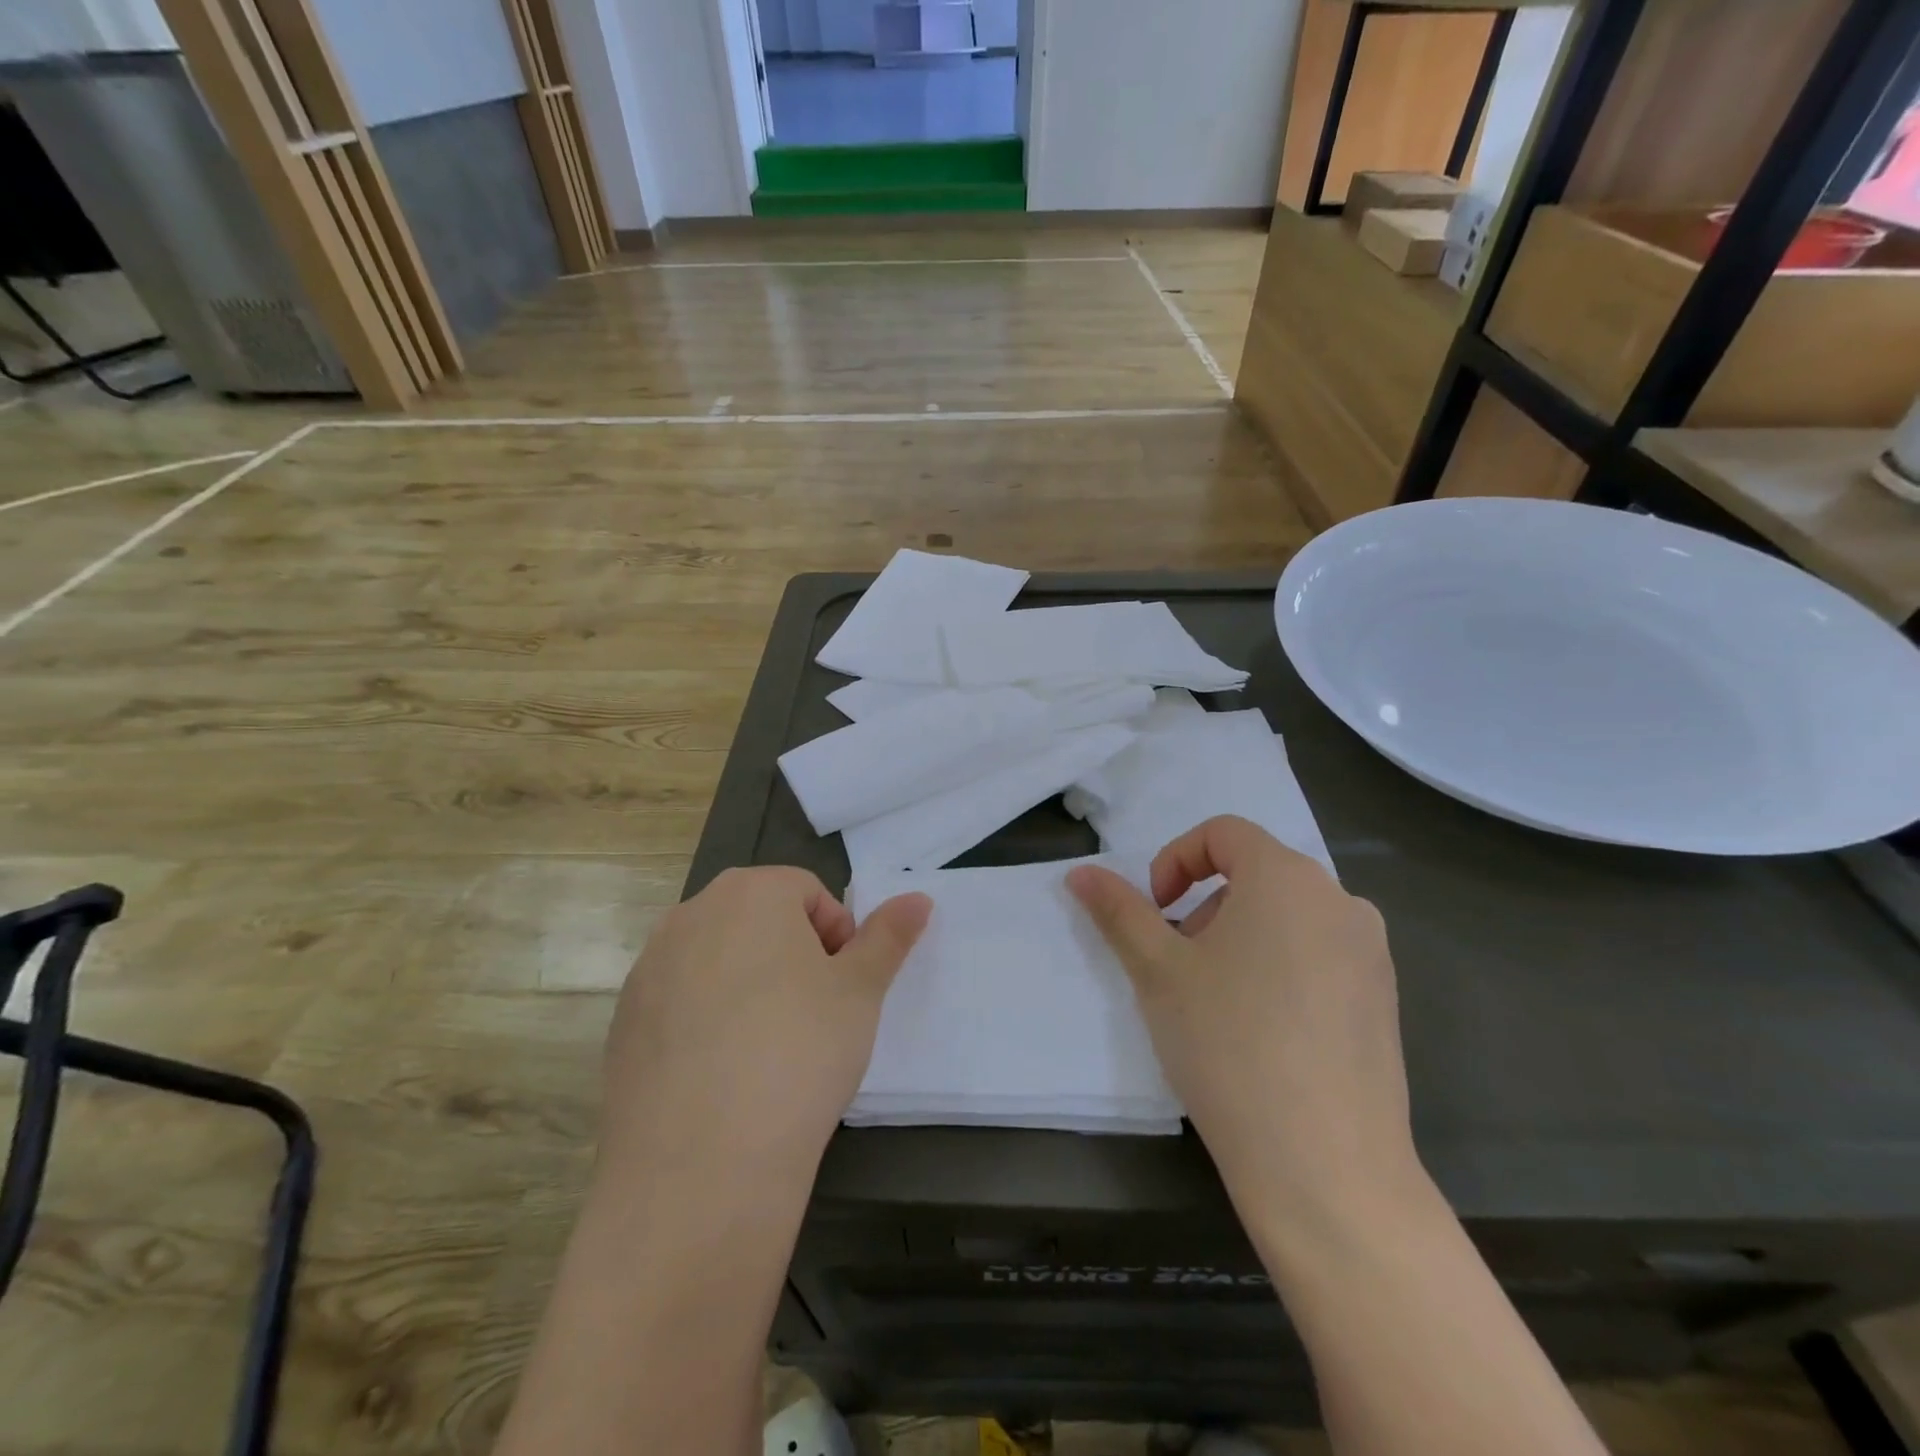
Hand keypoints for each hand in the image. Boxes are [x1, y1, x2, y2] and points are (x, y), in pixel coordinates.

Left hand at [598, 867, 929, 1193]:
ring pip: (718, 960)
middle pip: (758, 919)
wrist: (700, 1167)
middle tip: (813, 1016)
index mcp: (749, 893)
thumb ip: (889, 937)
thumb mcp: (860, 992)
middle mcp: (690, 915)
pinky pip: (680, 1003)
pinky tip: (723, 1077)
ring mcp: (648, 969)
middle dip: (793, 955)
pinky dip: (706, 1022)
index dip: (836, 936)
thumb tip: (919, 898)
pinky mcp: (621, 1023)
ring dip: (749, 986)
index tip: (842, 989)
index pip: (807, 891)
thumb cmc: (799, 1053)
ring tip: (768, 1049)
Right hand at [1067, 816, 1419, 1228]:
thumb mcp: (1158, 971)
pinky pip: (1321, 954)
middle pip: (1257, 873)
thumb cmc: (1228, 1045)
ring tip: (1217, 999)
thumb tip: (1080, 872)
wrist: (1326, 1167)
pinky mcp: (1385, 1000)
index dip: (1176, 860)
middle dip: (1205, 904)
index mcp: (1287, 878)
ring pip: (1289, 916)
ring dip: (1241, 935)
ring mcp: (1371, 952)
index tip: (1156, 912)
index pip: (1223, 833)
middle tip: (1179, 962)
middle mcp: (1340, 900)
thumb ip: (1119, 911)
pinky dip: (1281, 965)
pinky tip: (1264, 1030)